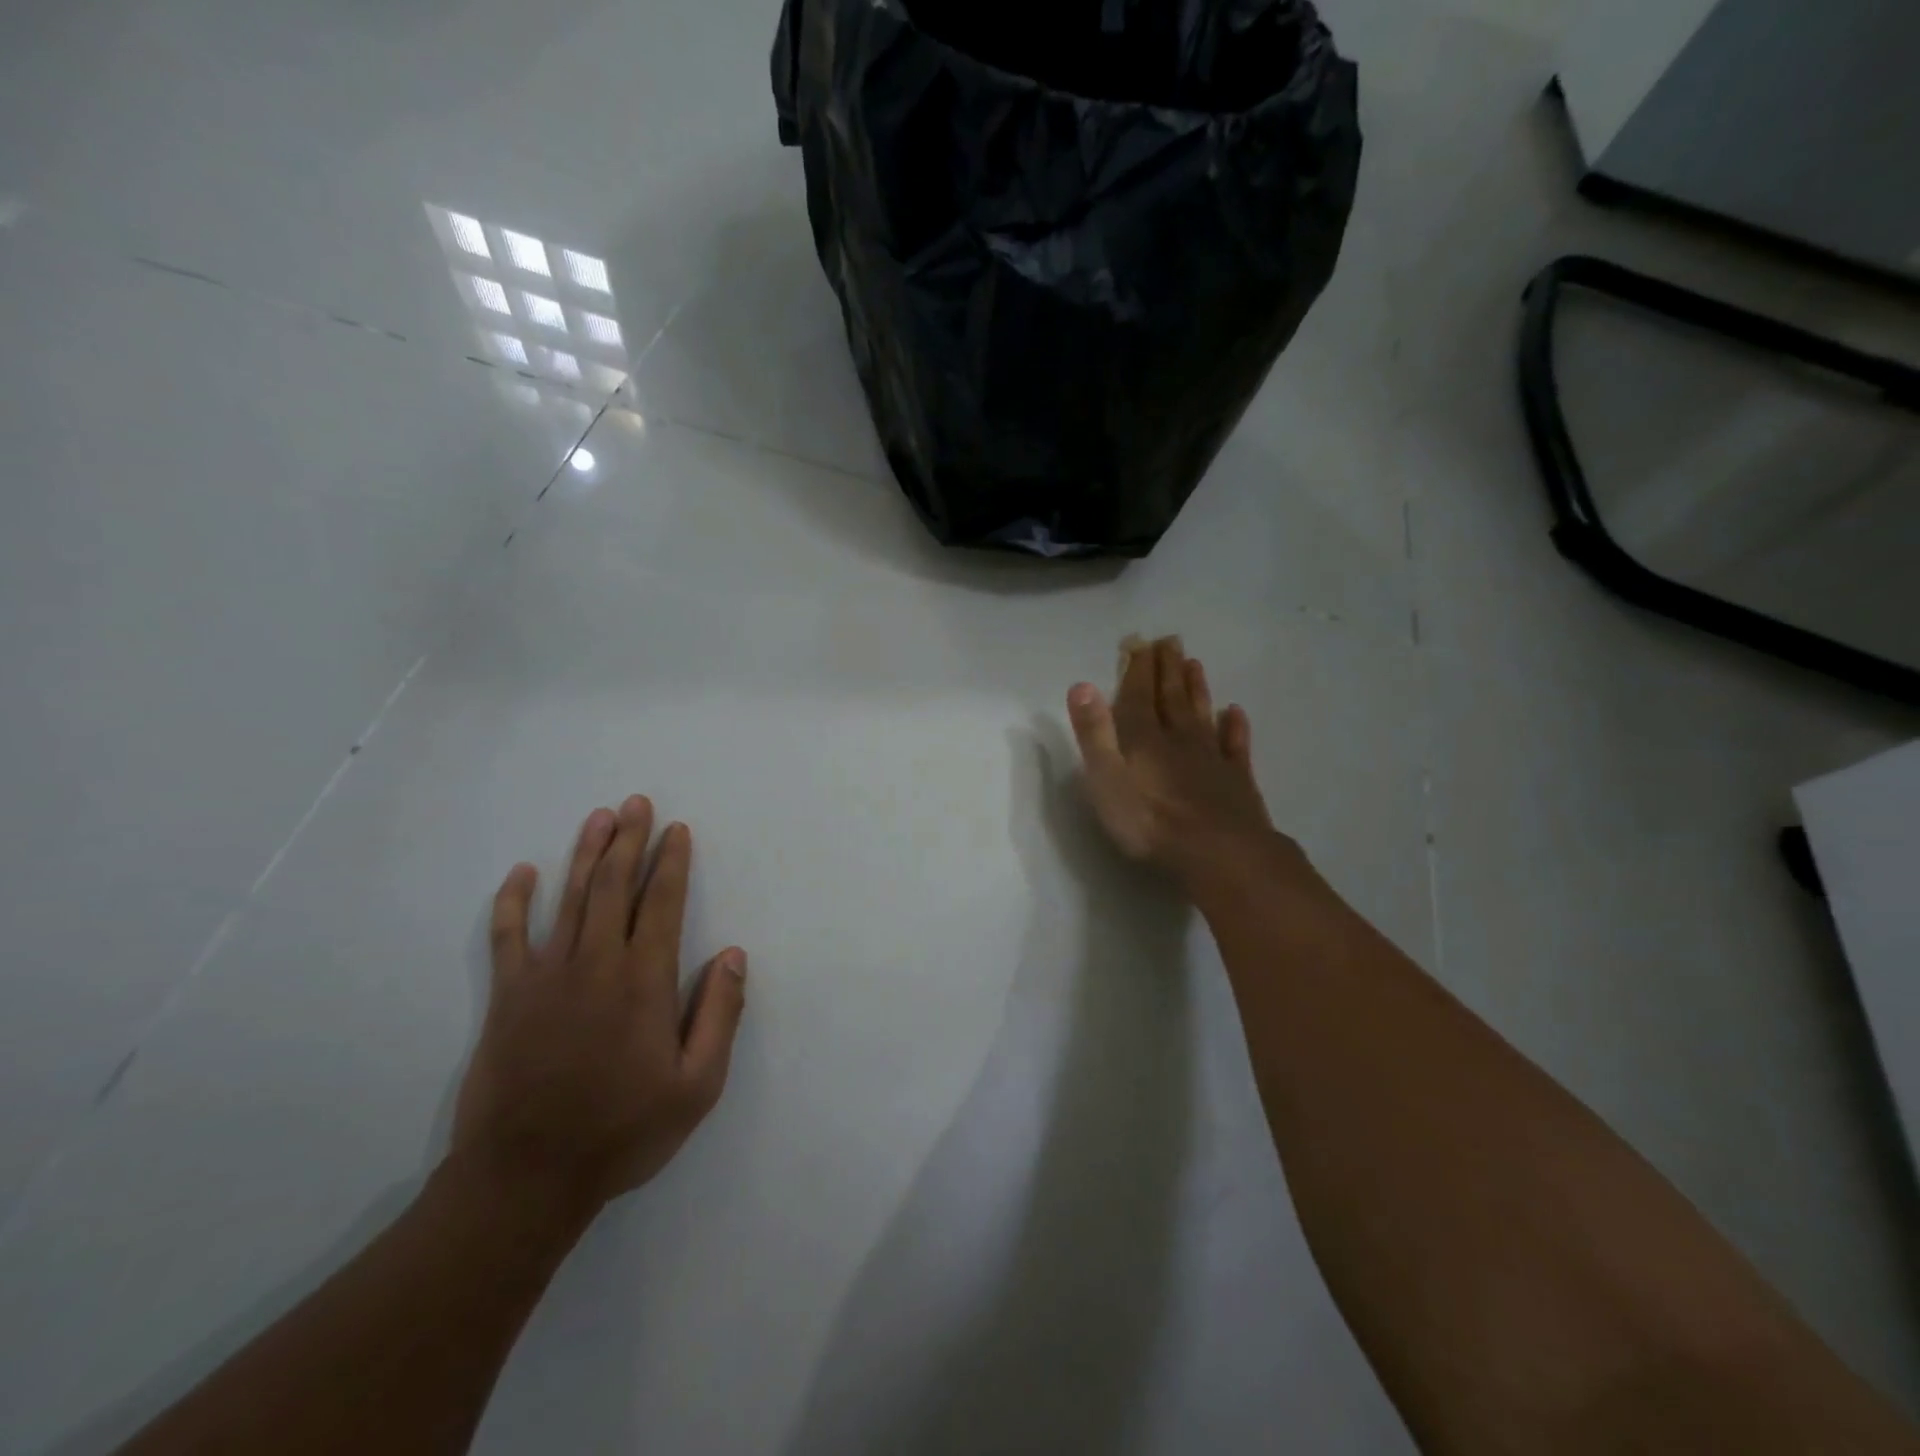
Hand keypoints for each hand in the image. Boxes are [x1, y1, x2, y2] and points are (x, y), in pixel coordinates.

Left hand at [452, 796, 746, 1211]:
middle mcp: (597, 965)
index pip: (663, 904)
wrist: (527, 1178)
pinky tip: (522, 873)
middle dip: (629, 841)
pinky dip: (515, 901)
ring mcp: (546, 977)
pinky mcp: (508, 997)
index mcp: (645, 982)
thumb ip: (719, 1015)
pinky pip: (508, 936)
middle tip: (637, 803)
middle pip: (615, 887)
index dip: (672, 863)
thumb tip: (734, 955)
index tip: (677, 830)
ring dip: (586, 854)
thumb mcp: (697, 1085)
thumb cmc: (623, 1131)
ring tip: (599, 817)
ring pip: (570, 899)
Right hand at [1067, 636, 1297, 891]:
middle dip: (1167, 669)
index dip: (1136, 669)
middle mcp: (1179, 740)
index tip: (1138, 642)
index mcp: (1144, 740)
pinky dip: (1234, 727)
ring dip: (1196, 689)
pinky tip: (1235, 712)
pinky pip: (1235, 746)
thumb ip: (1094, 734)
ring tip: (1195, 664)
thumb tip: (1081, 685)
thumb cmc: (1151, 823)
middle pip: (1171, 699)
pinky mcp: (1237, 781)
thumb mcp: (1106, 780)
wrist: (1221, 854)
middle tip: (1170, 641)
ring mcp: (1211, 759)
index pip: (1137, 697)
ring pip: (1202, 715)